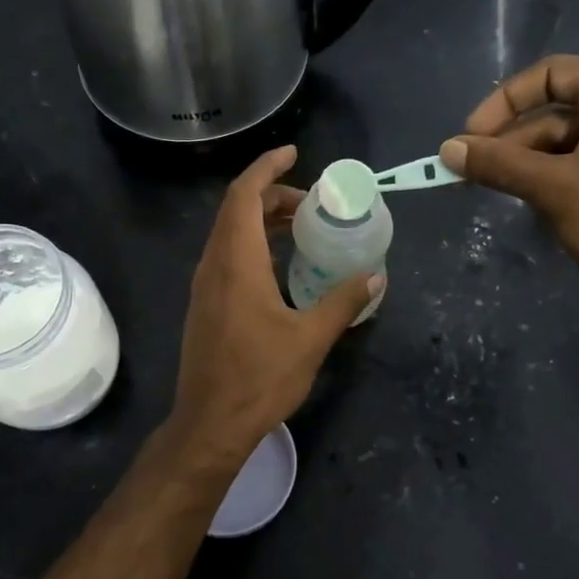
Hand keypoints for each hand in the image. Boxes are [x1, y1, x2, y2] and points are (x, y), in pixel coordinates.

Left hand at [167, 146, 380, 465]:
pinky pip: (226, 257)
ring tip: (299, 227)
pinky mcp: (204, 306)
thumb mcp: (310, 339)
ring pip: (228, 234)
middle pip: (235, 210)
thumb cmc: (259, 379)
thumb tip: (374, 274)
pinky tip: (279, 266)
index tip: (293, 154)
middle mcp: (213, 266)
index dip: (266, 168)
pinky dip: (251, 245)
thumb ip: (343, 302)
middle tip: (311, 202)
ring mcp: (204, 287)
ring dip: (260, 221)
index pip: (244, 195)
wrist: (210, 424)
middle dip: (271, 195)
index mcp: (236, 263)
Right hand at [439, 56, 578, 306]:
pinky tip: (535, 206)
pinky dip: (554, 180)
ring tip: (499, 195)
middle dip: (511, 144)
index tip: (469, 138)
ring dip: (529, 166)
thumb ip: (498, 164)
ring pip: (567, 143)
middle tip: (470, 176)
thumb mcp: (554, 187)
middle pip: (555, 112)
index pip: (549, 75)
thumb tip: (446, 149)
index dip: (502, 103)